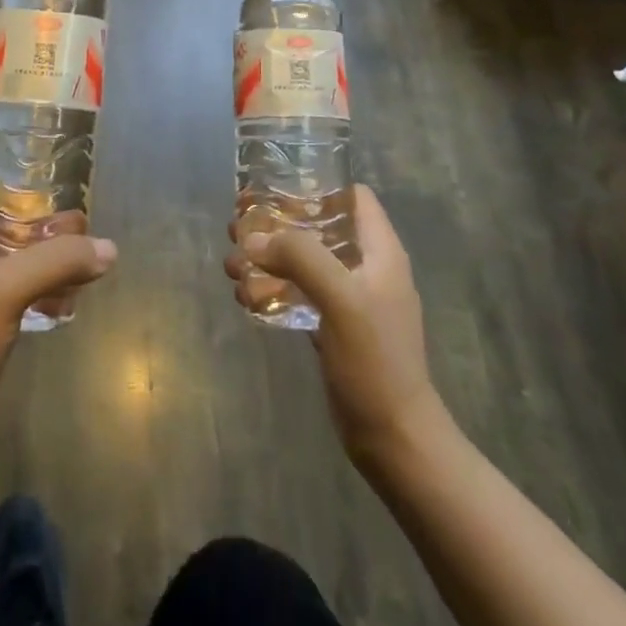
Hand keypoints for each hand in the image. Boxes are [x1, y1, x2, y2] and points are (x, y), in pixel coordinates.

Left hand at [0, 172, 116, 454]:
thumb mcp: (9, 291)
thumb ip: (58, 262)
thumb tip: (108, 248)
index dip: (12, 176)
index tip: (50, 184)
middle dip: (33, 220)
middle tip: (73, 226)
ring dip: (32, 254)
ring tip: (71, 262)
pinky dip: (22, 283)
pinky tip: (53, 301)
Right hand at [224, 184, 443, 464]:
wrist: (395, 440)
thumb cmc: (375, 361)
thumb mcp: (341, 299)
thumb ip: (300, 258)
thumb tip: (253, 239)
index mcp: (380, 251)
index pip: (353, 196)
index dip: (318, 185)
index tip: (276, 188)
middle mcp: (366, 267)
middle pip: (319, 227)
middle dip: (277, 224)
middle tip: (238, 225)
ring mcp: (350, 299)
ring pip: (304, 262)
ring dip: (267, 259)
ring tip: (231, 267)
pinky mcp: (335, 328)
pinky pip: (299, 294)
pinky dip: (272, 290)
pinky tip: (245, 299)